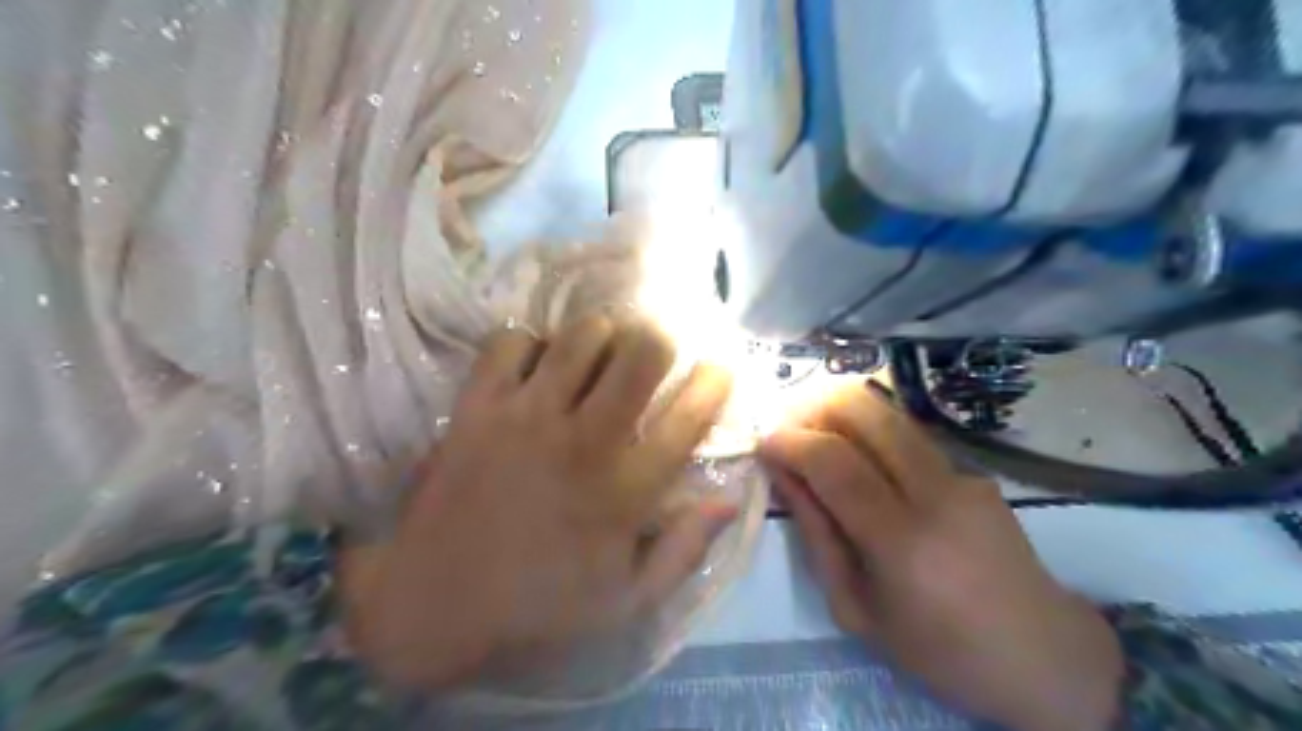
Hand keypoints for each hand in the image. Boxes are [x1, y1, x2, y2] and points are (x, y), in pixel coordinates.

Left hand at [341, 316, 737, 690]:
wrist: (429, 606)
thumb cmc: (536, 609)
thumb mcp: (626, 602)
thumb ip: (683, 551)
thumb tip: (730, 501)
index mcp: (626, 491)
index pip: (689, 419)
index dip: (714, 382)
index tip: (718, 369)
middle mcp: (584, 440)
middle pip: (640, 353)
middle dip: (657, 340)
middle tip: (650, 353)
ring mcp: (526, 417)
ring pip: (581, 335)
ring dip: (600, 334)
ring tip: (597, 352)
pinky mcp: (476, 407)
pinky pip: (511, 342)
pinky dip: (530, 343)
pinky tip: (534, 365)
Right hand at [760, 383, 1123, 730]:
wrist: (1043, 655)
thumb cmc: (938, 649)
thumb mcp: (856, 608)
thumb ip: (816, 534)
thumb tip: (782, 476)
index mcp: (901, 542)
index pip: (834, 462)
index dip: (790, 442)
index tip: (763, 443)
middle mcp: (935, 493)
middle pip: (864, 413)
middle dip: (813, 407)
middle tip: (788, 429)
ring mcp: (961, 474)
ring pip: (888, 412)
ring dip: (840, 411)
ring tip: (814, 435)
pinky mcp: (973, 470)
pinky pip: (907, 434)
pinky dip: (869, 431)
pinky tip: (859, 459)